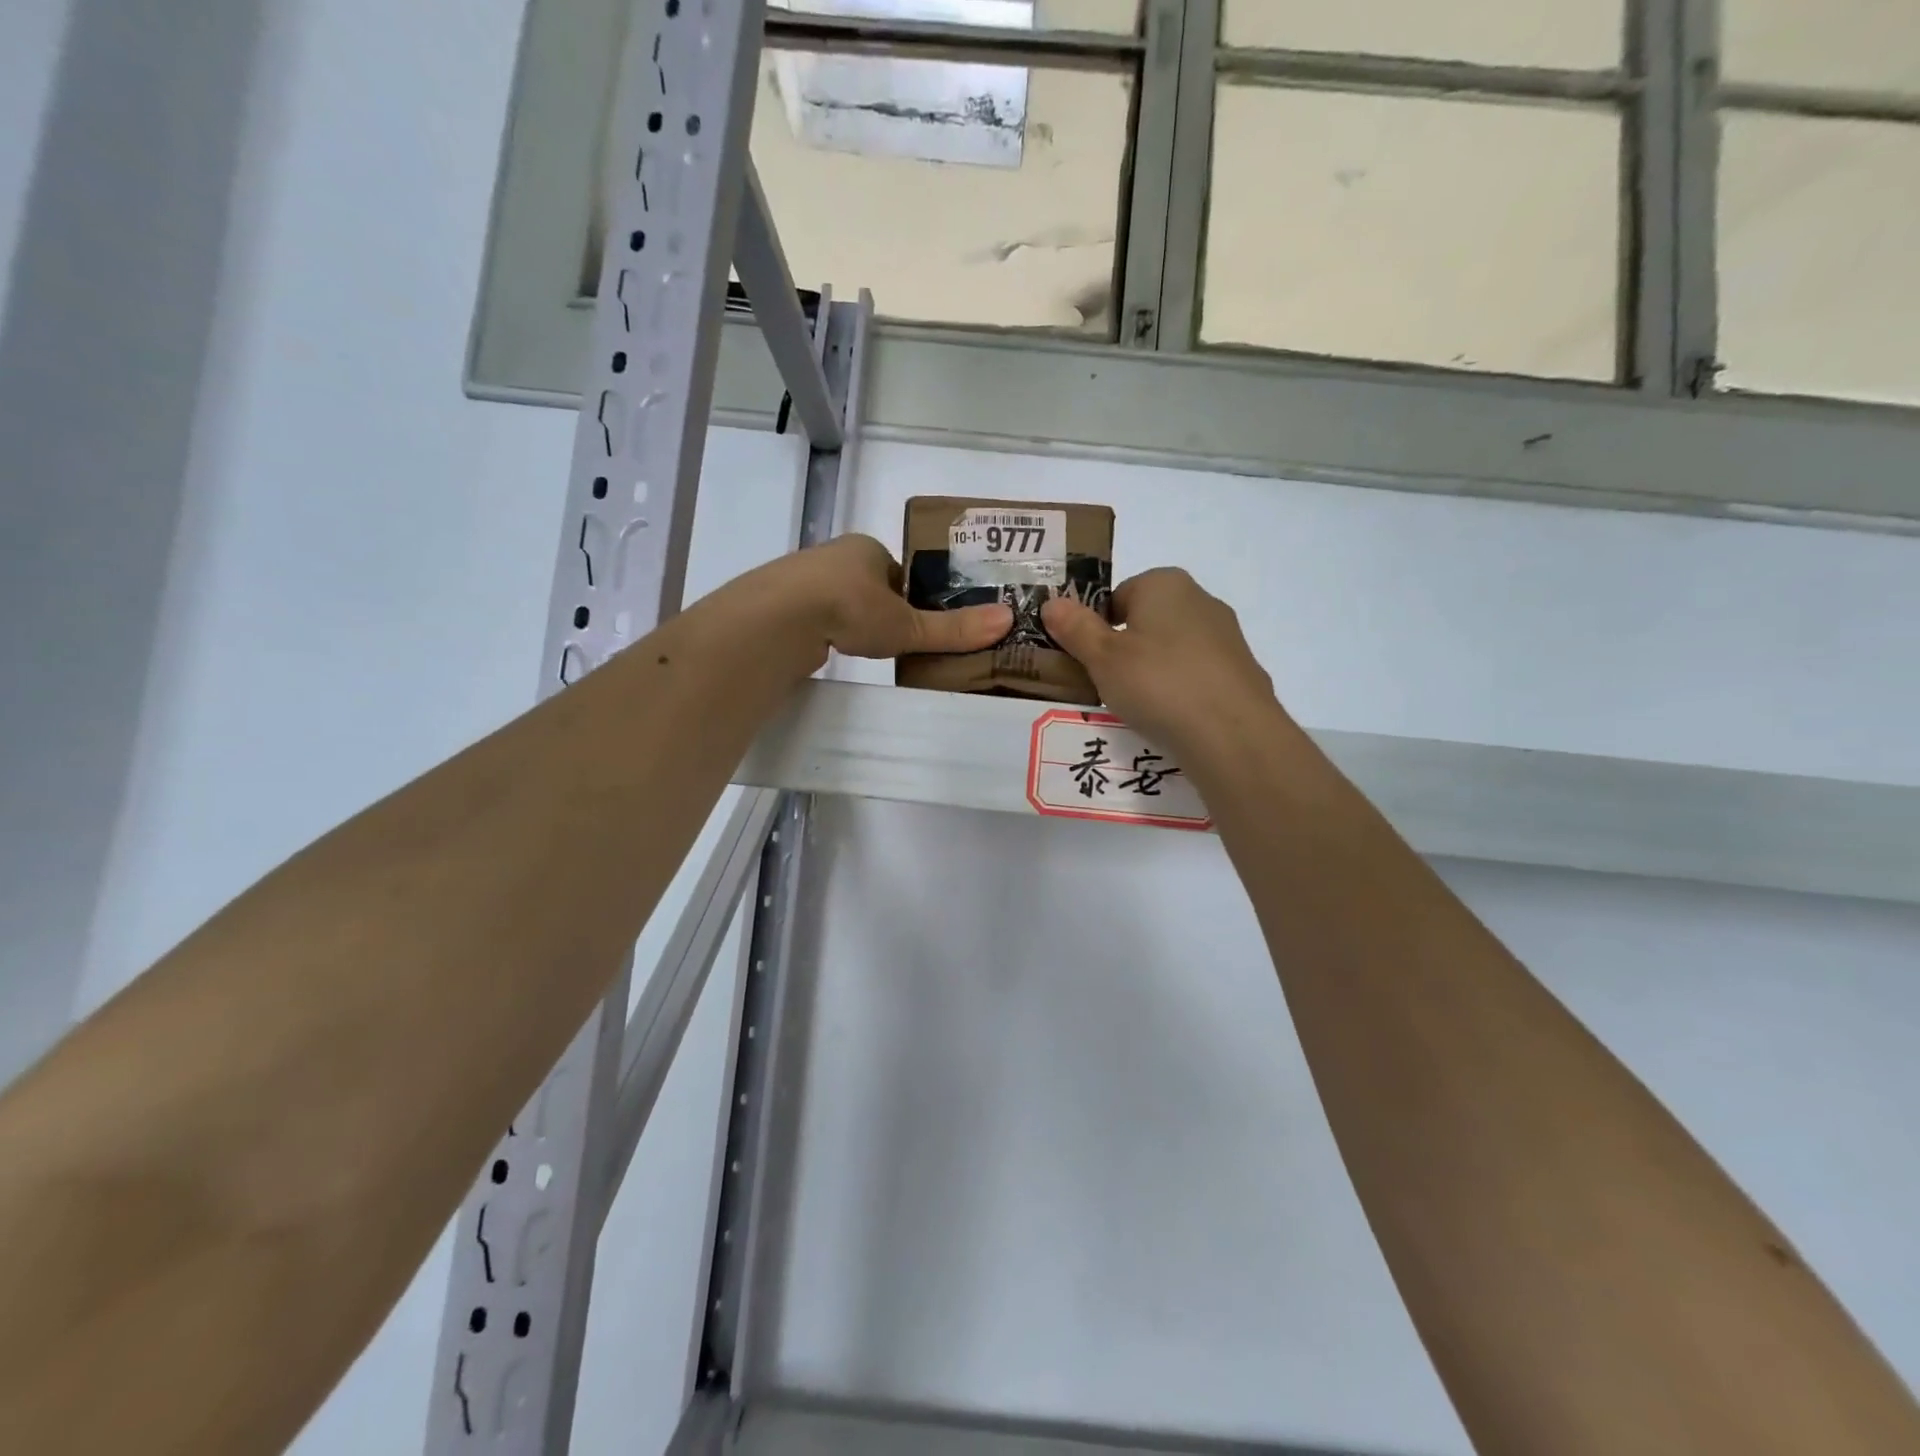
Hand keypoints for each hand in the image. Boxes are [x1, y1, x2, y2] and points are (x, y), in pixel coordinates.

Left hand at [777, 534, 1010, 661]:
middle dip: (884, 608)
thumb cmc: (851, 608)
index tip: (921, 622)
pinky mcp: (783, 603)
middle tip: (899, 640)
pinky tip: (835, 648)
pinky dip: (829, 629)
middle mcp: (836, 556)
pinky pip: (816, 615)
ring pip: (841, 599)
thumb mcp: (907, 624)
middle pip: (871, 585)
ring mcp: (805, 578)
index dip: (914, 597)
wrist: (779, 618)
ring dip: (855, 619)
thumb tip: (1007, 621)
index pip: (901, 572)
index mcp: (868, 549)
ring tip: (868, 647)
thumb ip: (952, 629)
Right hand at [1041, 568, 1287, 766]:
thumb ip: (1075, 628)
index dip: (1097, 627)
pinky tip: (1172, 718)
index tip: (1088, 660)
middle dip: (1126, 649)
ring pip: (1173, 650)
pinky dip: (1181, 691)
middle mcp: (1200, 600)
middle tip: (1107, 685)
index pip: (1118, 595)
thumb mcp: (1103, 657)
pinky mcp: (1241, 672)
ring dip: (1153, 672)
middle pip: (1147, 621)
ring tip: (1139, 707)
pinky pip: (1196, 676)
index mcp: (1164, 583)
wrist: (1233, 734)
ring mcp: (1226, 636)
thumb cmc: (1158, 683)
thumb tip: (1052, 602)